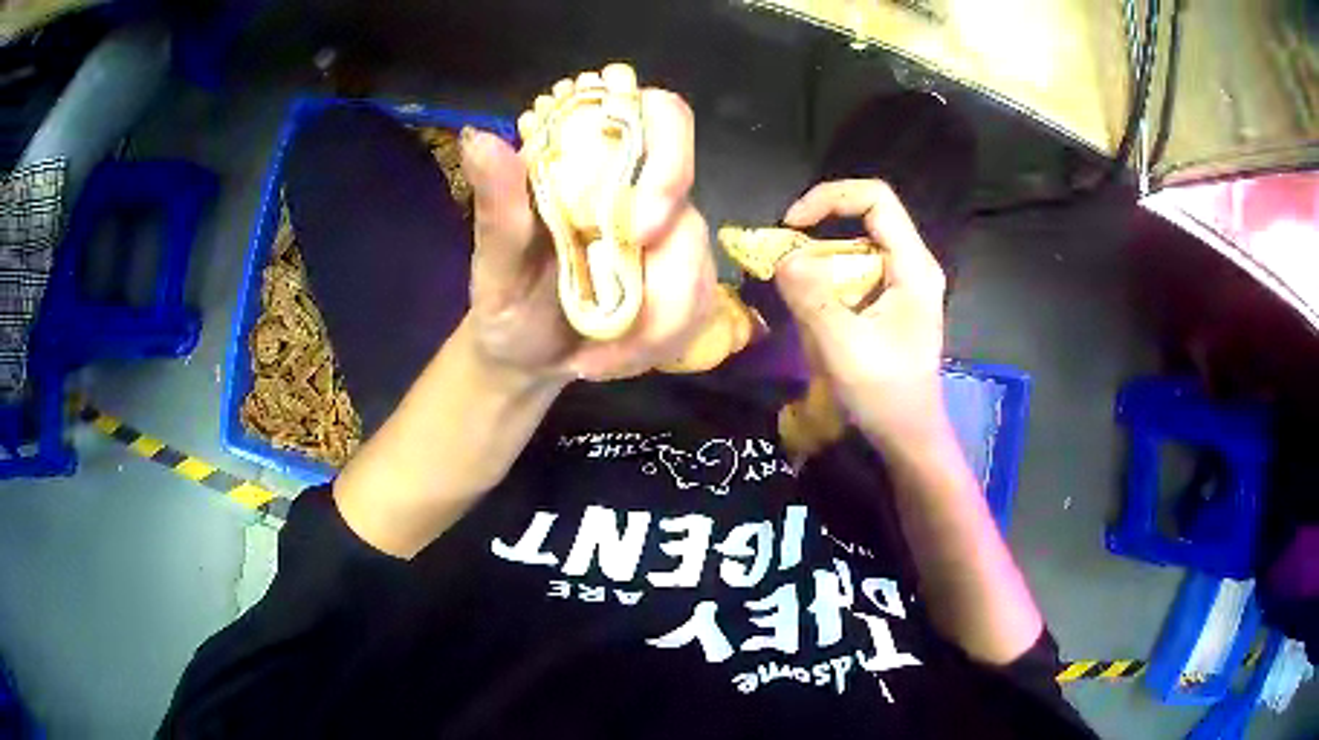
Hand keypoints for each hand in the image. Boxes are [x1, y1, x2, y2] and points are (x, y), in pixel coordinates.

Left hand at [458, 90, 715, 382]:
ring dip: (657, 326)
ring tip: (597, 361)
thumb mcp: (494, 262)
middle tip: (619, 328)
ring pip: (699, 264)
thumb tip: (479, 139)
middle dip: (669, 270)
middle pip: (690, 198)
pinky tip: (616, 361)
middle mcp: (640, 187)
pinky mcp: (686, 279)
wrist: (525, 355)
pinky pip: (701, 308)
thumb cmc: (507, 301)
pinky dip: (661, 345)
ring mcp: (670, 234)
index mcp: (593, 161)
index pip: (659, 116)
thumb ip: (496, 205)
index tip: (639, 227)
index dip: (668, 156)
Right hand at [775, 180, 948, 446]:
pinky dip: (829, 276)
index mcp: (913, 266)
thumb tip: (783, 257)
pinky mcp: (893, 298)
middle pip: (866, 216)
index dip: (831, 197)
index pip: (876, 198)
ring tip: (795, 285)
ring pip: (858, 242)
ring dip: (821, 255)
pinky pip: (857, 268)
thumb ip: (813, 298)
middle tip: (784, 254)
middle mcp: (913, 264)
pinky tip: (814, 306)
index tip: (792, 224)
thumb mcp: (844, 347)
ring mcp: (905, 281)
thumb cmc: (885, 395)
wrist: (909, 436)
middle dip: (819, 227)